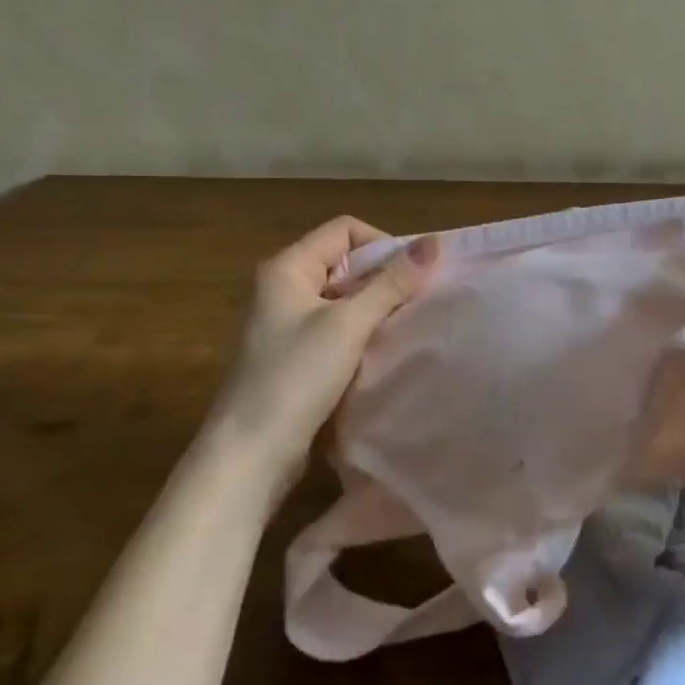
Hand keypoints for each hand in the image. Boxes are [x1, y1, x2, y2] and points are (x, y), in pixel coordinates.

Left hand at [202, 216, 437, 505]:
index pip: (345, 229)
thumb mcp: (349, 324)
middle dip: (384, 277)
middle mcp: (284, 287)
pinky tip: (382, 350)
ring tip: (405, 325)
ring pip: (345, 297)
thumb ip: (392, 283)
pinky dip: (362, 332)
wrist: (250, 455)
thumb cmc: (296, 378)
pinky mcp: (296, 354)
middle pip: (346, 262)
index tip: (412, 276)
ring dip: (376, 307)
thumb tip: (434, 242)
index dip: (383, 244)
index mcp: (287, 268)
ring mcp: (288, 323)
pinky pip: (338, 327)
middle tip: (416, 302)